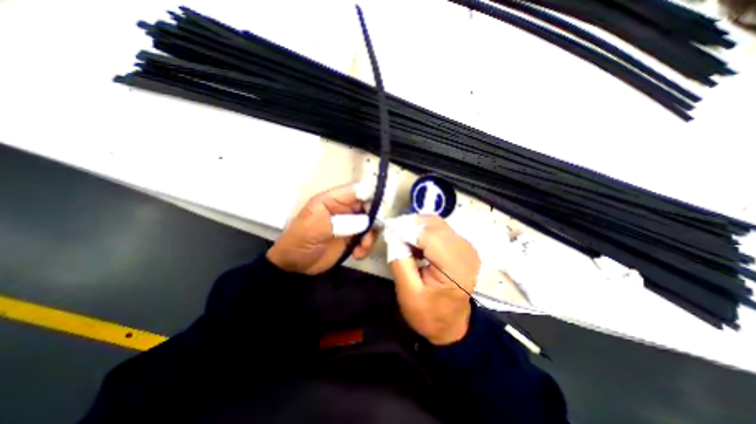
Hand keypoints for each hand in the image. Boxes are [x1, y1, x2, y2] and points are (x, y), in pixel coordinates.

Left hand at [268, 183, 377, 274]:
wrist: (294, 265)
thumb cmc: (299, 241)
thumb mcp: (316, 227)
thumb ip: (341, 222)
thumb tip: (367, 220)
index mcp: (333, 200)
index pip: (357, 191)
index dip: (370, 197)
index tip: (378, 212)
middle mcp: (344, 209)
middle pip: (369, 207)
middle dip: (374, 221)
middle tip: (370, 235)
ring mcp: (350, 224)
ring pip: (371, 224)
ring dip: (370, 236)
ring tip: (362, 248)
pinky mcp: (352, 238)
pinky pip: (367, 238)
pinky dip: (366, 246)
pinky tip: (358, 254)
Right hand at [386, 215, 480, 344]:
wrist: (452, 326)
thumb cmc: (429, 315)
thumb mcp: (408, 293)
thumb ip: (400, 261)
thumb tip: (393, 235)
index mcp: (455, 268)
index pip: (428, 235)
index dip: (406, 228)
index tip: (388, 229)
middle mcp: (466, 252)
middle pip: (434, 224)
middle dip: (411, 225)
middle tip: (394, 235)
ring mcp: (467, 248)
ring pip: (437, 224)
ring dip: (417, 228)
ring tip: (404, 241)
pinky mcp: (463, 247)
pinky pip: (441, 230)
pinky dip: (425, 232)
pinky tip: (416, 245)